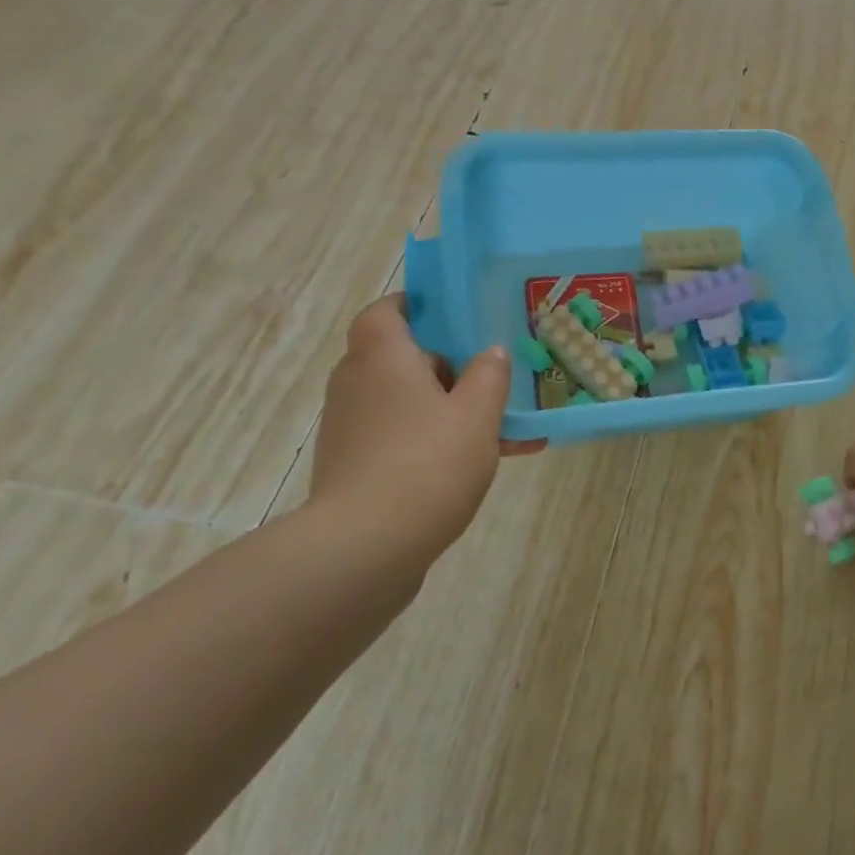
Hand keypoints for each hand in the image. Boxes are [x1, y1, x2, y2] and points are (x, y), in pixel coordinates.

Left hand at [308, 295, 541, 567]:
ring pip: (405, 402)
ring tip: (503, 427)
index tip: (453, 315)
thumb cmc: (427, 463)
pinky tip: (483, 464)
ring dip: (447, 408)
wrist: (366, 549)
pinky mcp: (354, 468)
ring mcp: (351, 429)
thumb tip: (491, 353)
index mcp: (382, 357)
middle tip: (489, 373)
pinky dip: (434, 441)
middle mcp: (357, 384)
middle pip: (400, 358)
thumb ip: (490, 375)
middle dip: (445, 365)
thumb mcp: (477, 414)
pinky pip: (400, 438)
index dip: (415, 306)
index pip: (385, 311)